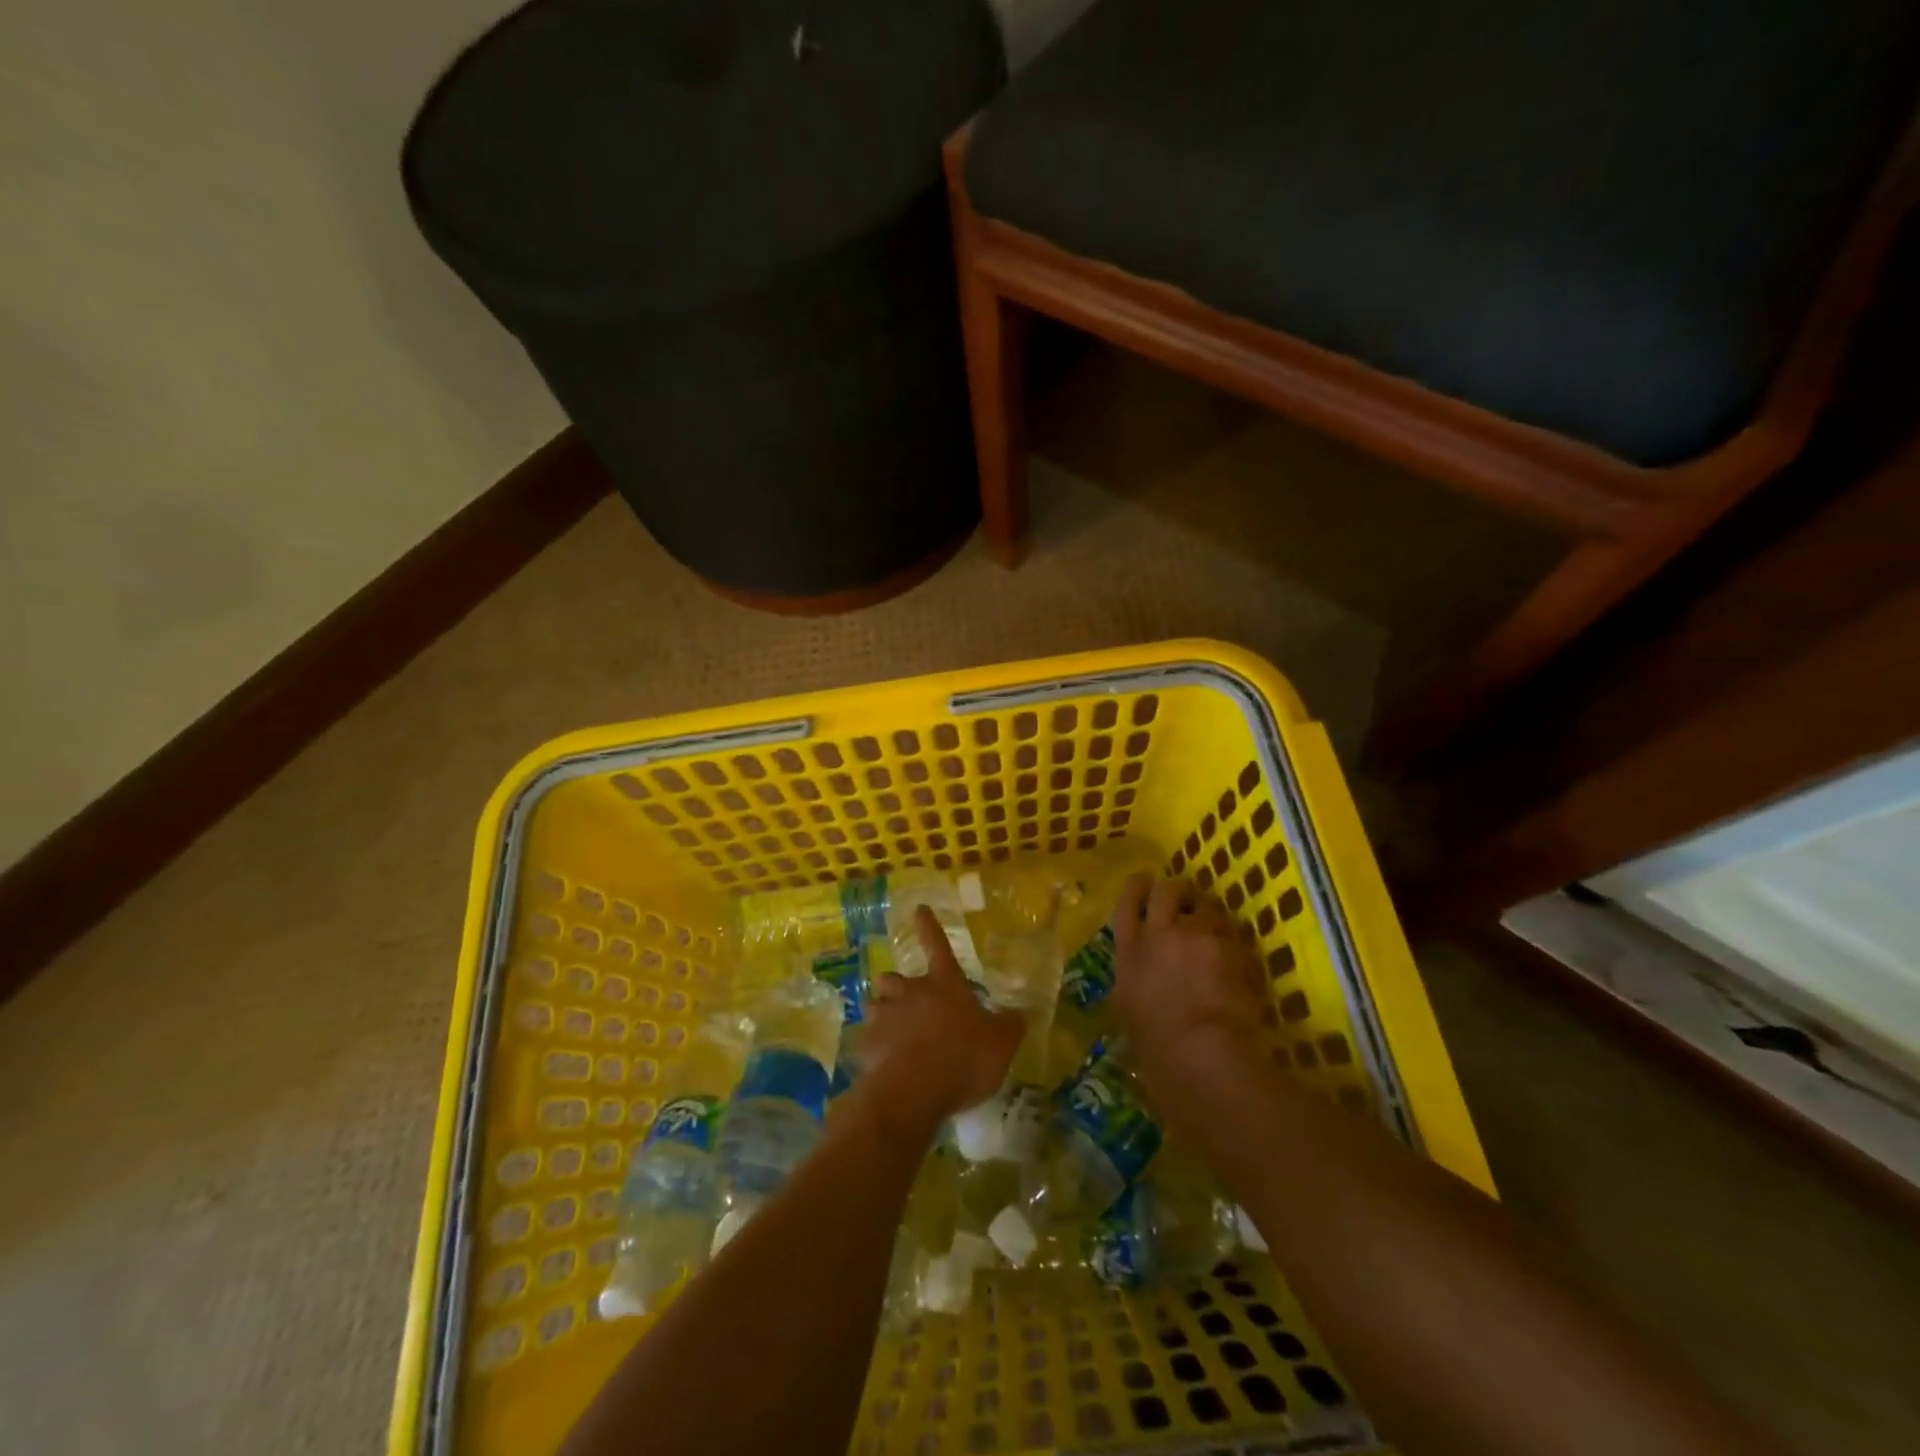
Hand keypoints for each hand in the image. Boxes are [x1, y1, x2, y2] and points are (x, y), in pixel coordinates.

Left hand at [859, 906, 1024, 1138]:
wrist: (915, 1090)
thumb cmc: (964, 1057)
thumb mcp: (1001, 1043)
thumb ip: (1010, 1026)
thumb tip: (1022, 1013)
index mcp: (944, 984)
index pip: (938, 945)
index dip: (930, 926)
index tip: (919, 908)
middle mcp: (911, 992)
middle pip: (895, 977)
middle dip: (899, 986)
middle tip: (909, 1004)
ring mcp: (885, 1016)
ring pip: (876, 1004)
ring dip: (884, 1014)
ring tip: (894, 1034)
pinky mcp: (867, 1044)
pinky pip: (868, 1038)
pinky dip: (875, 1047)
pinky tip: (885, 1065)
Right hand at [1111, 874, 1268, 1092]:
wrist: (1199, 1052)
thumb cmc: (1156, 1048)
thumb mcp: (1130, 1012)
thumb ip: (1134, 984)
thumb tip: (1140, 981)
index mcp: (1128, 954)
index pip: (1126, 905)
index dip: (1136, 888)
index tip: (1144, 880)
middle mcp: (1157, 935)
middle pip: (1165, 891)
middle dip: (1176, 890)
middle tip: (1186, 898)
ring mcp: (1194, 936)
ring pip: (1205, 906)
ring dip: (1210, 915)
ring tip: (1218, 929)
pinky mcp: (1227, 945)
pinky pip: (1232, 933)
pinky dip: (1234, 942)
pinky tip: (1240, 958)